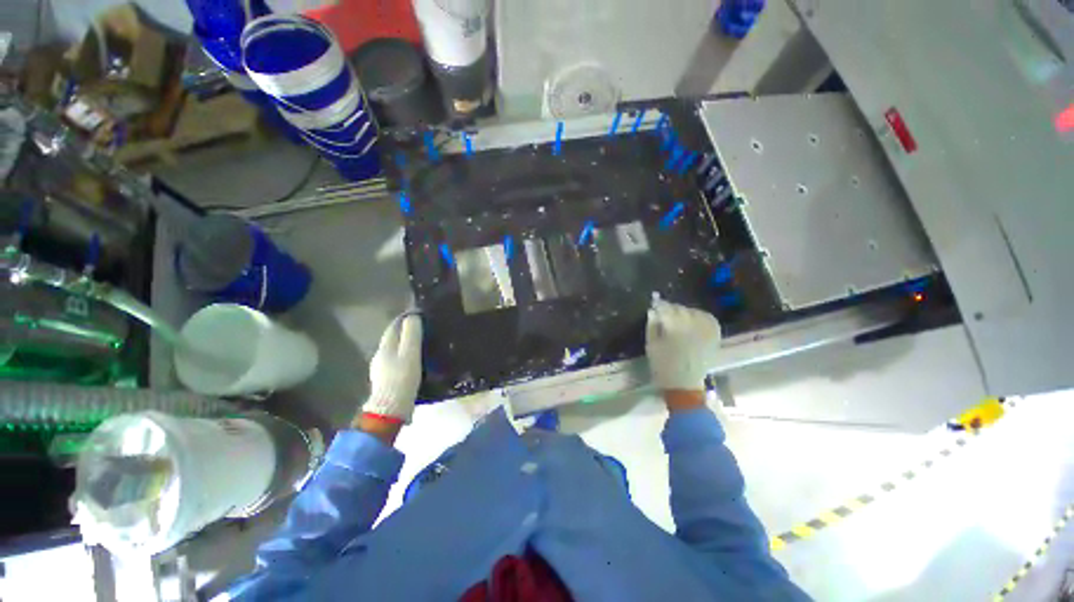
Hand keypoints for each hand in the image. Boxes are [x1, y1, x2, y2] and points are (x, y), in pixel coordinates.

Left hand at [361, 312, 422, 423]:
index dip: (405, 318)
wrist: (391, 408)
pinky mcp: (385, 380)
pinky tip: (414, 363)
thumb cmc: (402, 378)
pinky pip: (396, 362)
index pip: (394, 326)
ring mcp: (381, 369)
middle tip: (424, 330)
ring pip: (394, 350)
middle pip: (393, 338)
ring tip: (422, 345)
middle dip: (406, 331)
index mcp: (386, 346)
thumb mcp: (411, 353)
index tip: (420, 314)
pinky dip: (404, 357)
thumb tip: (413, 316)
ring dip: (405, 345)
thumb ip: (412, 334)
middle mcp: (380, 355)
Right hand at [645, 300, 721, 391]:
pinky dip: (701, 316)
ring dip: (685, 312)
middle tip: (664, 312)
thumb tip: (653, 311)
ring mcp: (705, 332)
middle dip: (671, 309)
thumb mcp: (651, 346)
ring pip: (695, 312)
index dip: (660, 305)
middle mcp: (692, 327)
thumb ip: (652, 326)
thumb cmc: (663, 366)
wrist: (684, 385)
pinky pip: (709, 320)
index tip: (655, 304)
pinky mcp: (713, 338)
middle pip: (681, 310)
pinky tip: (694, 319)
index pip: (666, 309)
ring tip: (678, 316)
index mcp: (674, 329)